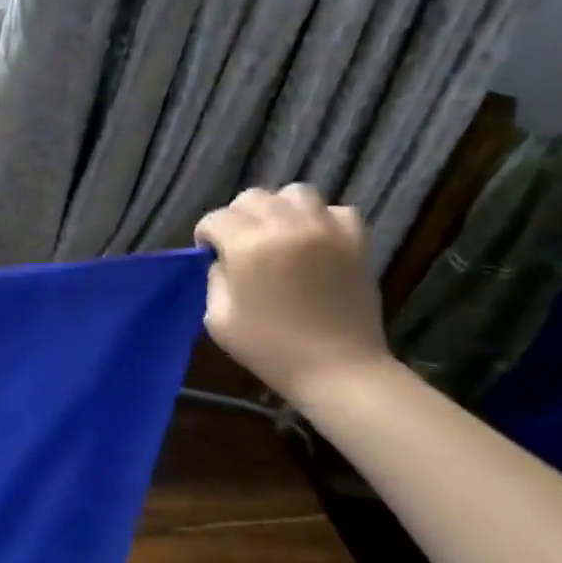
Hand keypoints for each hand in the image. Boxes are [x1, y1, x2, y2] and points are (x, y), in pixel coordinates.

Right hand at [193, 185, 391, 406]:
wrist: (337, 368)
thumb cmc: (268, 348)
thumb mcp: (218, 318)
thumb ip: (216, 280)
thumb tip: (223, 261)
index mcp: (248, 246)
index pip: (216, 218)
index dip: (206, 235)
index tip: (208, 254)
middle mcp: (286, 226)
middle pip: (252, 197)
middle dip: (238, 217)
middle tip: (240, 245)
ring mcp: (326, 230)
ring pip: (295, 193)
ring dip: (279, 209)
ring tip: (278, 235)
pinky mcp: (355, 241)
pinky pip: (336, 210)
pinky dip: (320, 219)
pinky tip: (313, 242)